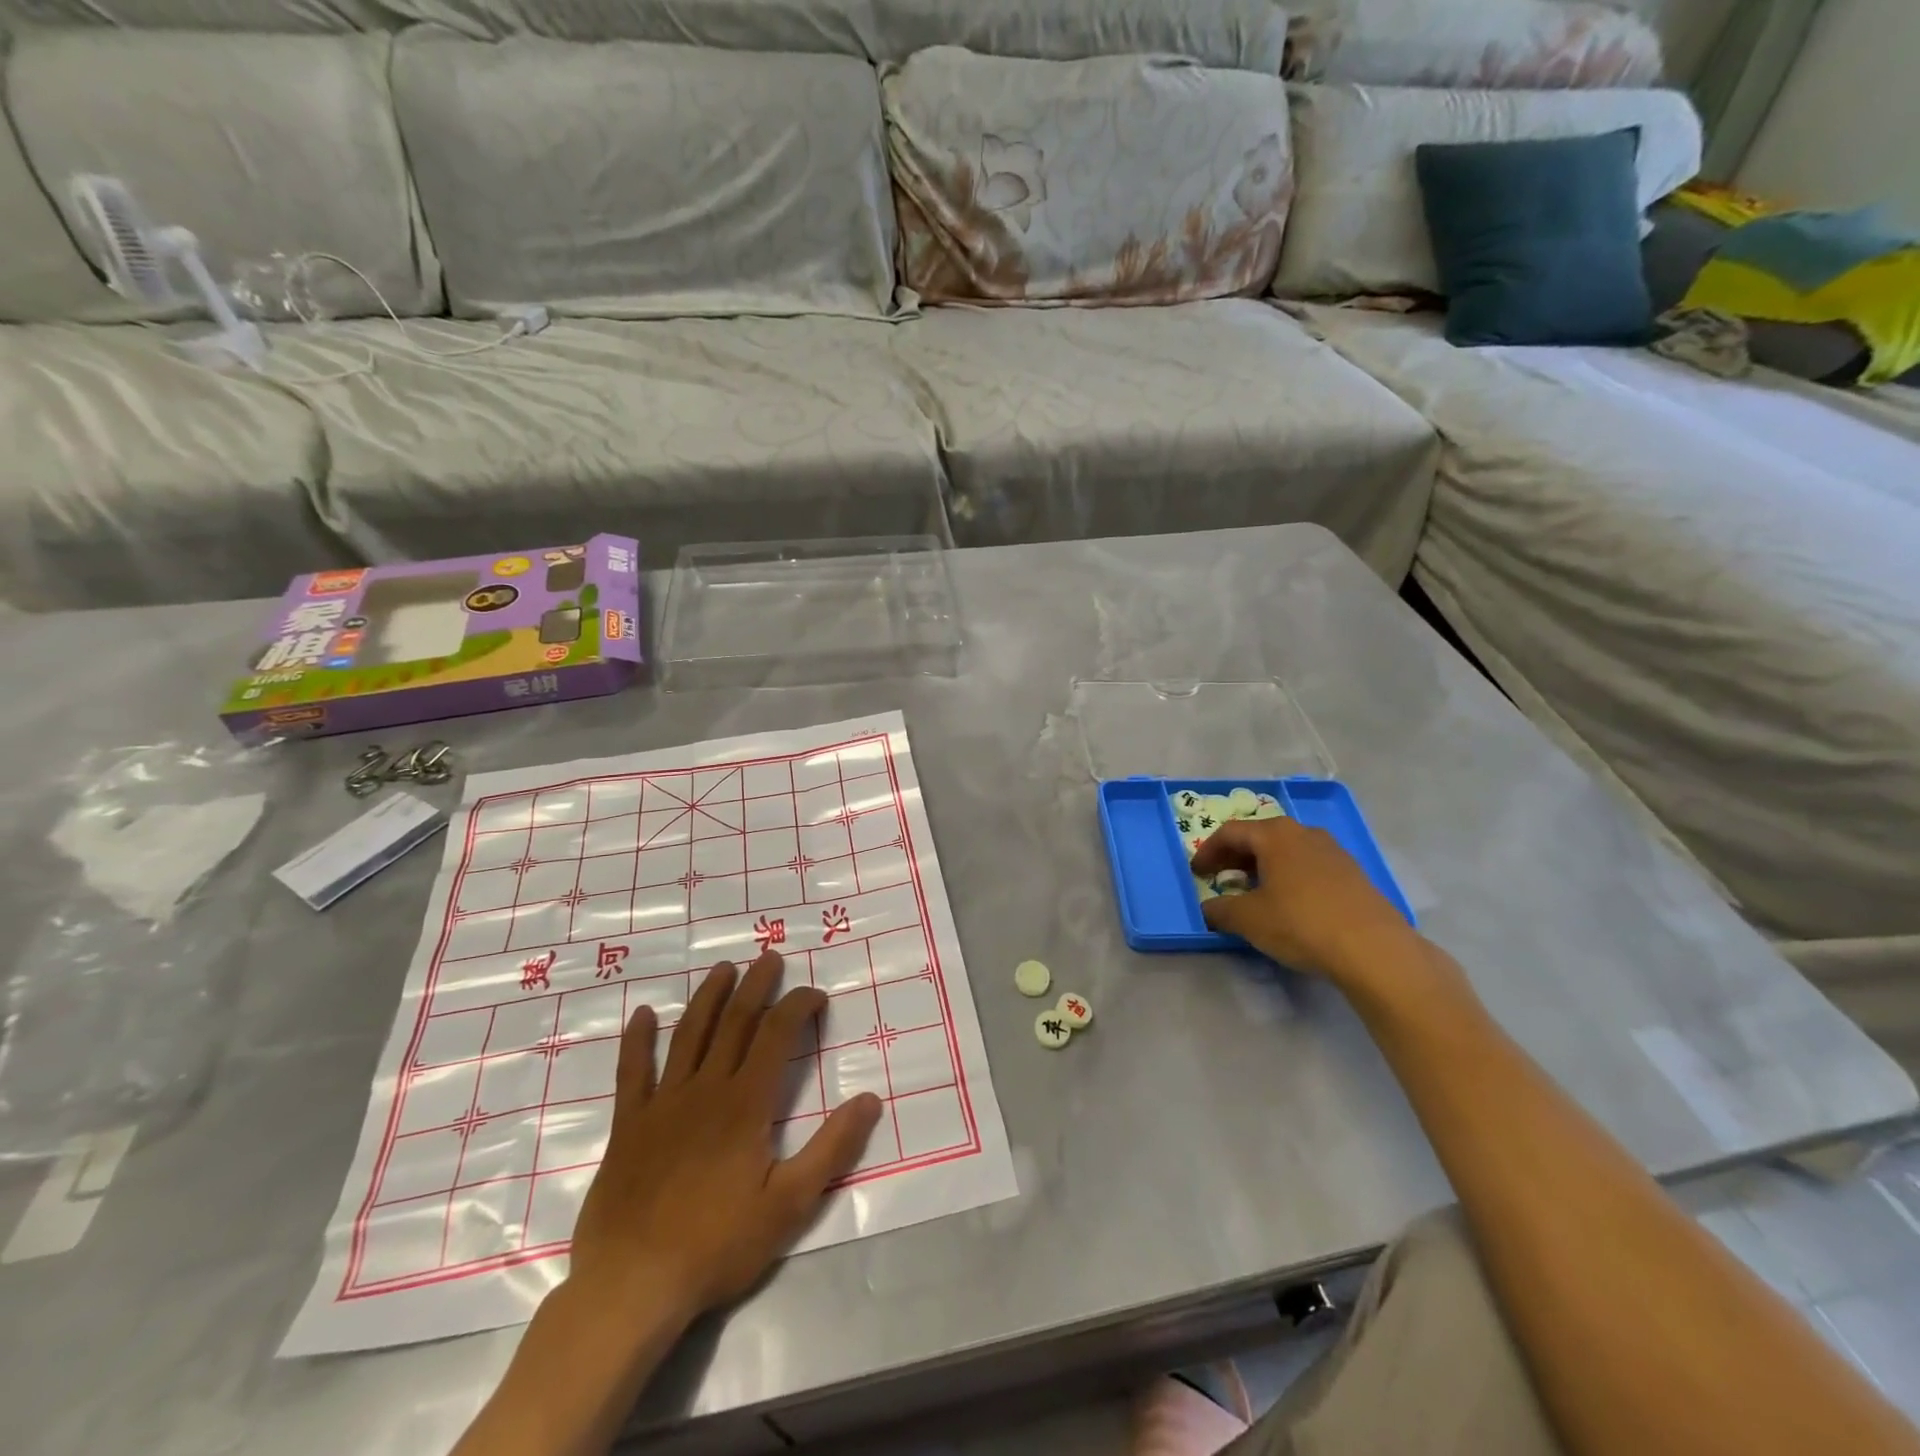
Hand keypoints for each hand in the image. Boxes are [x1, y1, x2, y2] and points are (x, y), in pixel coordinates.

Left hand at [565, 952, 882, 1327]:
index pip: (777, 1035)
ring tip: (722, 969)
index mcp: (746, 1104)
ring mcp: (663, 1103)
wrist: (632, 1285)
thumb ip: (832, 1148)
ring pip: (689, 1035)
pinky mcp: (629, 1125)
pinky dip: (638, 1040)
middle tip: (769, 957)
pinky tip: (643, 1014)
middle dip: (756, 985)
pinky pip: (633, 1072)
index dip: (798, 1006)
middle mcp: (706, 1089)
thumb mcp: (790, 1204)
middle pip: (735, 1022)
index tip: (815, 994)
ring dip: (708, 997)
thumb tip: (870, 1099)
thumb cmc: (717, 1245)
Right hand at [1189, 817, 1420, 985]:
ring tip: (1253, 891)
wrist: (1374, 950)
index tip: (1196, 872)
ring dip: (1264, 867)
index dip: (1208, 851)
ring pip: (1287, 851)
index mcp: (1275, 834)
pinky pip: (1309, 866)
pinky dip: (1289, 877)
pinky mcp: (1353, 874)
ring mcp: (1333, 852)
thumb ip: (1220, 910)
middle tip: (1220, 878)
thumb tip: (1208, 908)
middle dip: (1236, 857)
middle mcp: (1304, 833)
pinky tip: (1289, 903)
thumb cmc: (1301, 923)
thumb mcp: (1249, 919)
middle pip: (1260, 837)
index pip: (1230, 833)